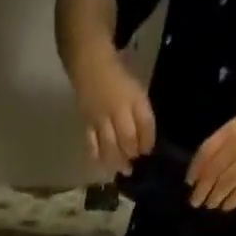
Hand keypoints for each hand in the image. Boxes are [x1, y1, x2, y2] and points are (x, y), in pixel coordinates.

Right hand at [70, 46, 154, 174]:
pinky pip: (92, 144)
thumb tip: (143, 137)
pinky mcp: (87, 124)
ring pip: (109, 145)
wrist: (90, 65)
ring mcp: (101, 118)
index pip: (145, 122)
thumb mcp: (135, 89)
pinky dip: (98, 157)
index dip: (148, 139)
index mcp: (134, 97)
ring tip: (122, 169)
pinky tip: (103, 164)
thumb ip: (139, 112)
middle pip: (127, 138)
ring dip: (117, 161)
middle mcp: (118, 109)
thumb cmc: (118, 76)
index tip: (148, 150)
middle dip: (132, 153)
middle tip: (135, 163)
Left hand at [187, 100, 235, 209]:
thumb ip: (229, 141)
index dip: (195, 169)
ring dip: (215, 197)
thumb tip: (207, 166)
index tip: (189, 182)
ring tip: (210, 205)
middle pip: (212, 172)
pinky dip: (232, 201)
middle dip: (201, 189)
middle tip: (195, 202)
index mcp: (234, 128)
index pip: (206, 152)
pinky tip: (226, 207)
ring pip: (225, 184)